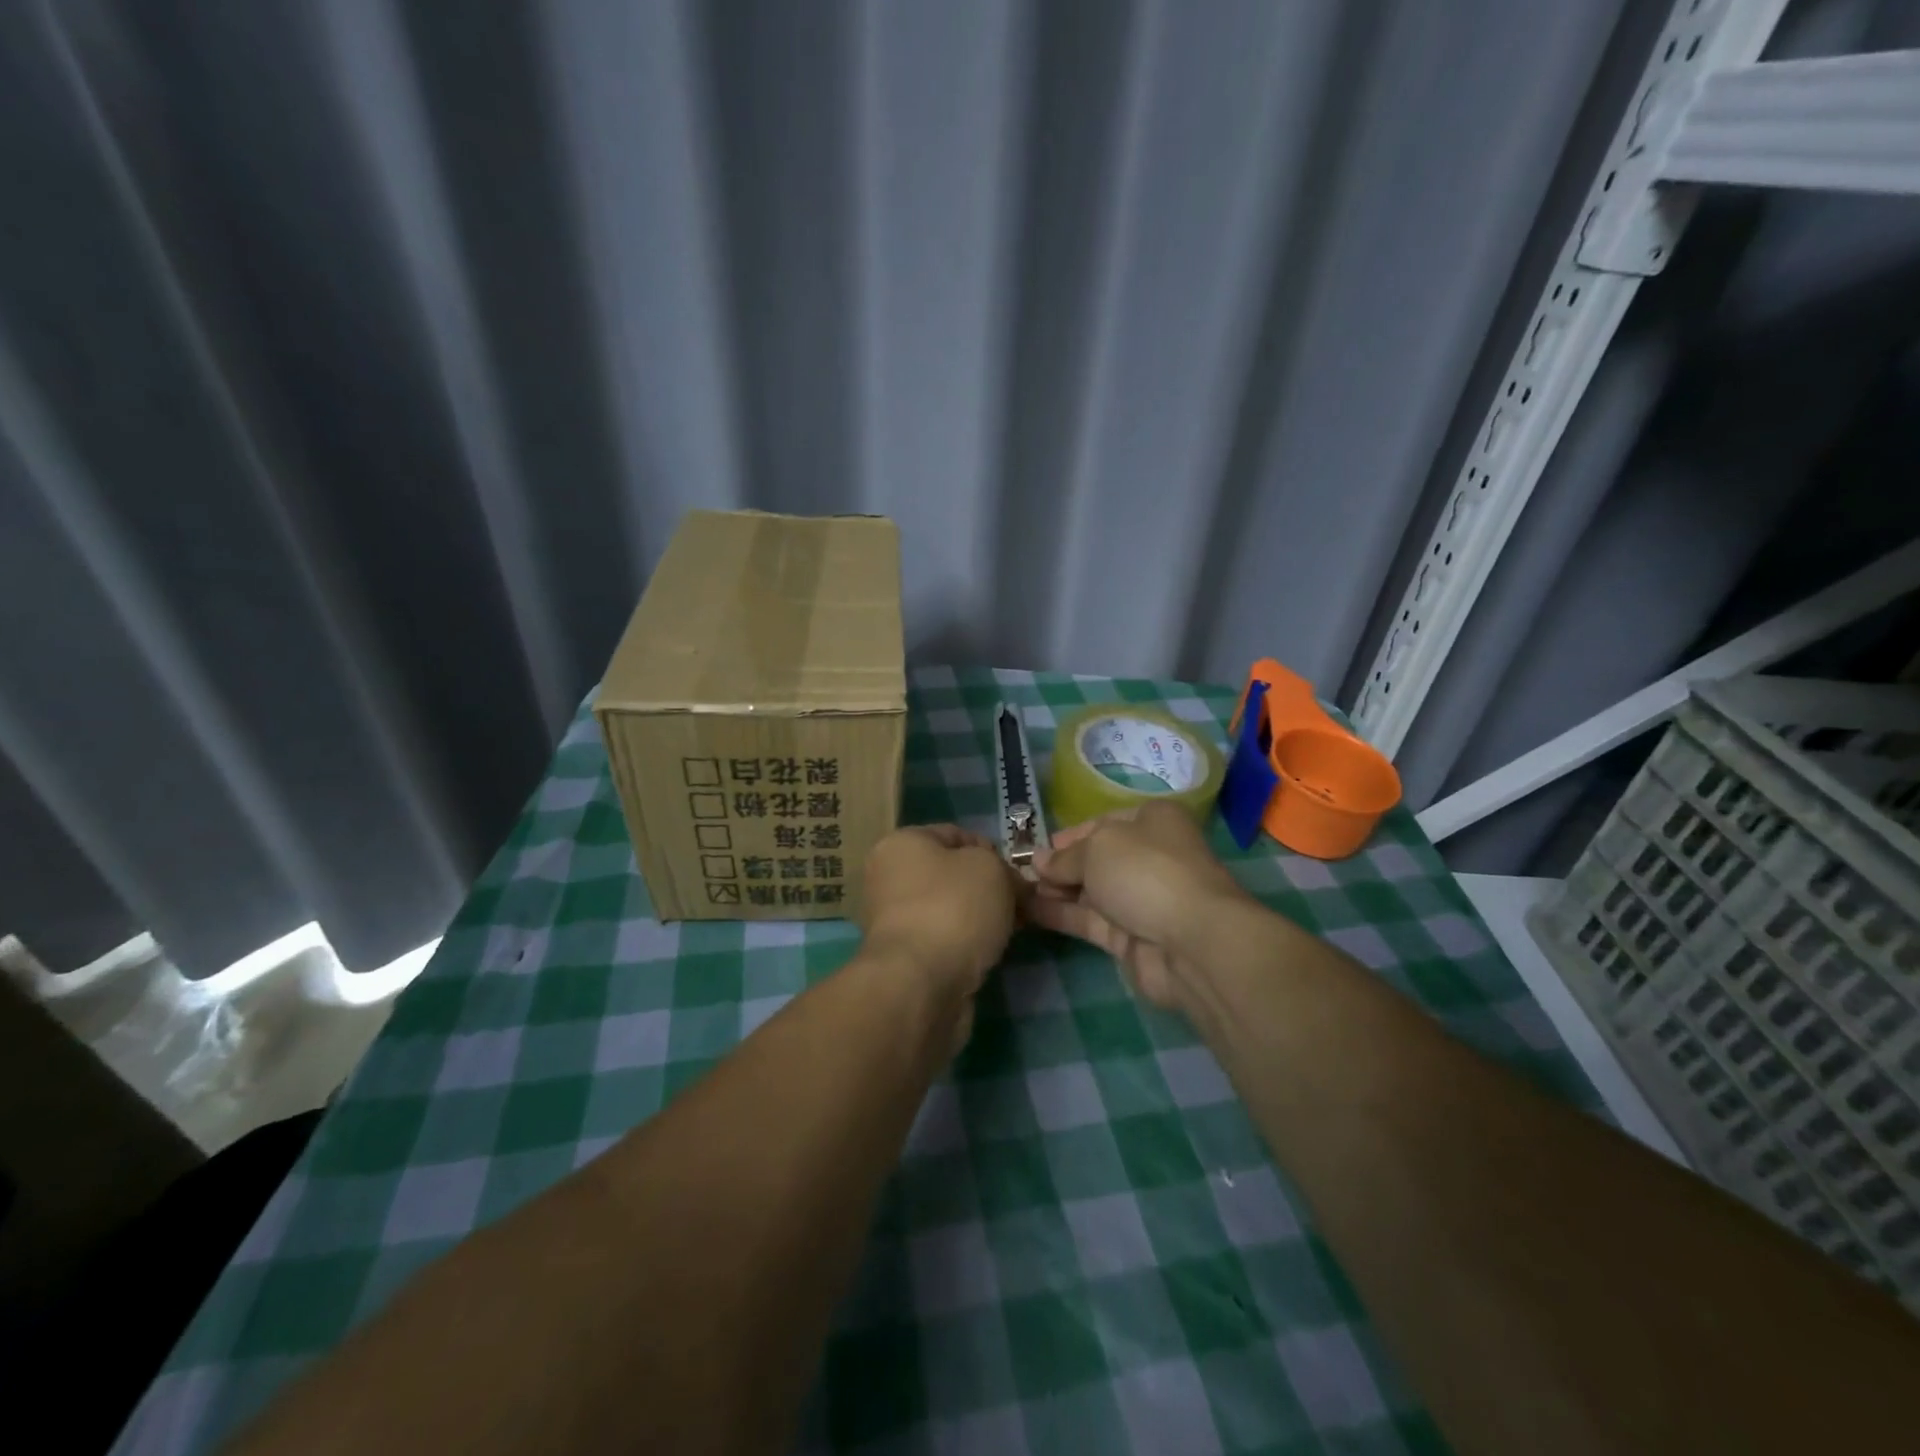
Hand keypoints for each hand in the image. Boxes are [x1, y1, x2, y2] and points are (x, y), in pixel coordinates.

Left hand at [860, 824, 1021, 997]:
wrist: (921, 984)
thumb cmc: (954, 908)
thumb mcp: (991, 868)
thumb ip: (1003, 867)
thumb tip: (1009, 883)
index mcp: (901, 844)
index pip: (955, 834)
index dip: (991, 850)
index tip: (1016, 875)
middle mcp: (888, 878)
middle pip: (951, 874)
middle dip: (987, 888)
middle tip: (1019, 905)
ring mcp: (892, 921)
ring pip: (949, 909)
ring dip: (979, 918)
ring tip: (1008, 931)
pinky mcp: (903, 958)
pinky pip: (943, 940)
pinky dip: (965, 944)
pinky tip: (987, 954)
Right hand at [1028, 802, 1252, 1014]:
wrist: (1191, 943)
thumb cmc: (1146, 872)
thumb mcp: (1097, 848)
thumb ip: (1065, 856)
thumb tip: (1040, 861)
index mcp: (1153, 821)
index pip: (1104, 823)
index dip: (1071, 834)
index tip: (1039, 847)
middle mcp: (1149, 856)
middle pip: (1096, 858)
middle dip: (1060, 865)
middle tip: (1022, 872)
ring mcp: (1140, 900)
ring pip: (1090, 891)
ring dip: (1055, 890)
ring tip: (1016, 891)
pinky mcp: (1130, 937)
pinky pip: (1088, 920)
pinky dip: (1060, 914)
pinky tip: (1027, 910)